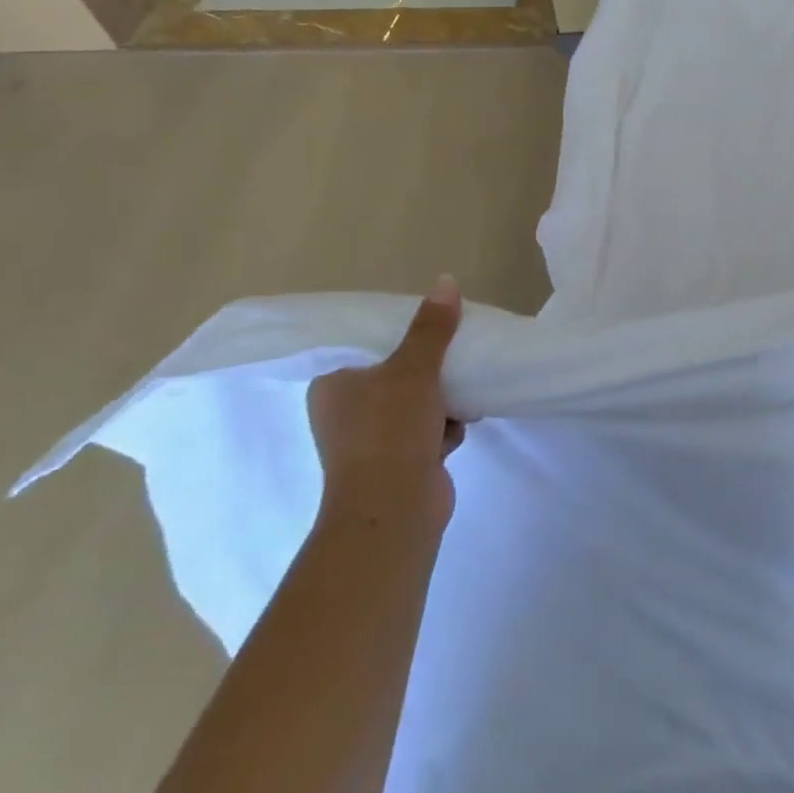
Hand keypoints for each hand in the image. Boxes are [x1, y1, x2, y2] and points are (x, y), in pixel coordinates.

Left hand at [308, 275, 466, 533]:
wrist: (395, 511)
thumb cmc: (390, 431)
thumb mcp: (413, 369)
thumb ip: (432, 327)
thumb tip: (446, 281)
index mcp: (333, 384)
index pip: (366, 345)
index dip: (400, 334)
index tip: (431, 328)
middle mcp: (346, 411)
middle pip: (397, 373)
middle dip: (430, 370)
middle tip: (454, 357)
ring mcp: (371, 441)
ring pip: (417, 402)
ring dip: (442, 400)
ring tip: (460, 398)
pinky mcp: (397, 463)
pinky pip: (427, 430)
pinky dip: (444, 428)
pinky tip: (457, 429)